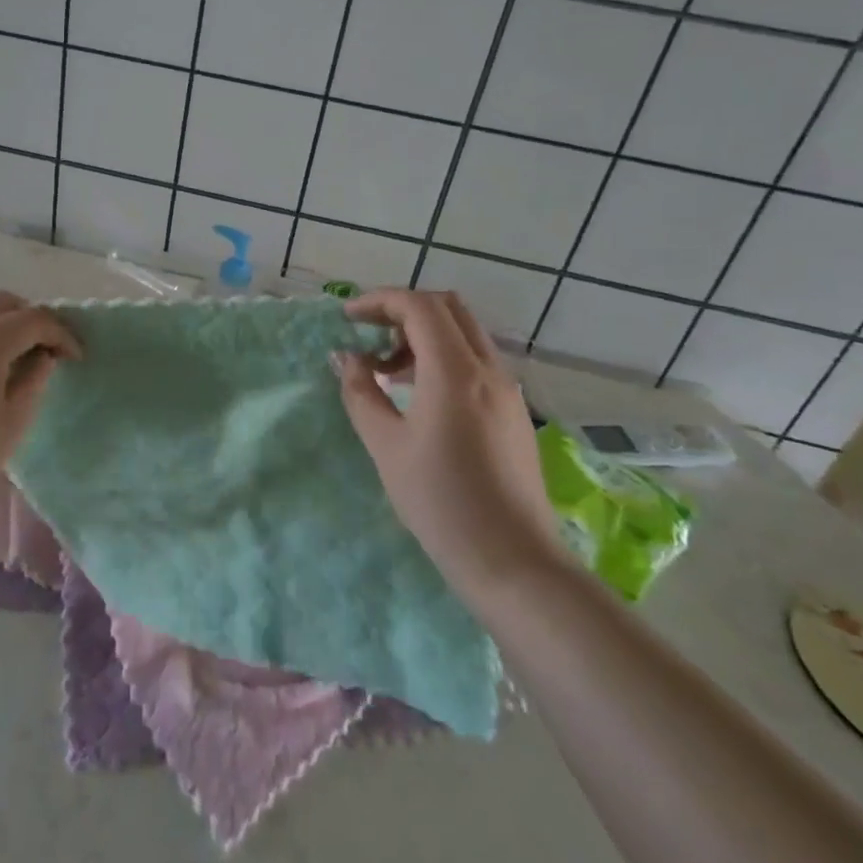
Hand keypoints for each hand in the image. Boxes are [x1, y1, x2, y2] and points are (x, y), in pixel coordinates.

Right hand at [333, 289, 568, 608]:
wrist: (514, 562)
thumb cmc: (441, 502)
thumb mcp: (386, 446)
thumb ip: (361, 393)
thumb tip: (347, 358)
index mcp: (455, 371)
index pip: (419, 306)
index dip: (379, 301)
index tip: (348, 318)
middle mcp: (488, 368)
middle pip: (447, 307)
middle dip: (403, 309)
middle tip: (369, 334)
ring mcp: (507, 389)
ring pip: (463, 333)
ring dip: (422, 334)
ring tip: (386, 372)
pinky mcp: (514, 411)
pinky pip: (475, 360)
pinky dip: (442, 357)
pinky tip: (418, 395)